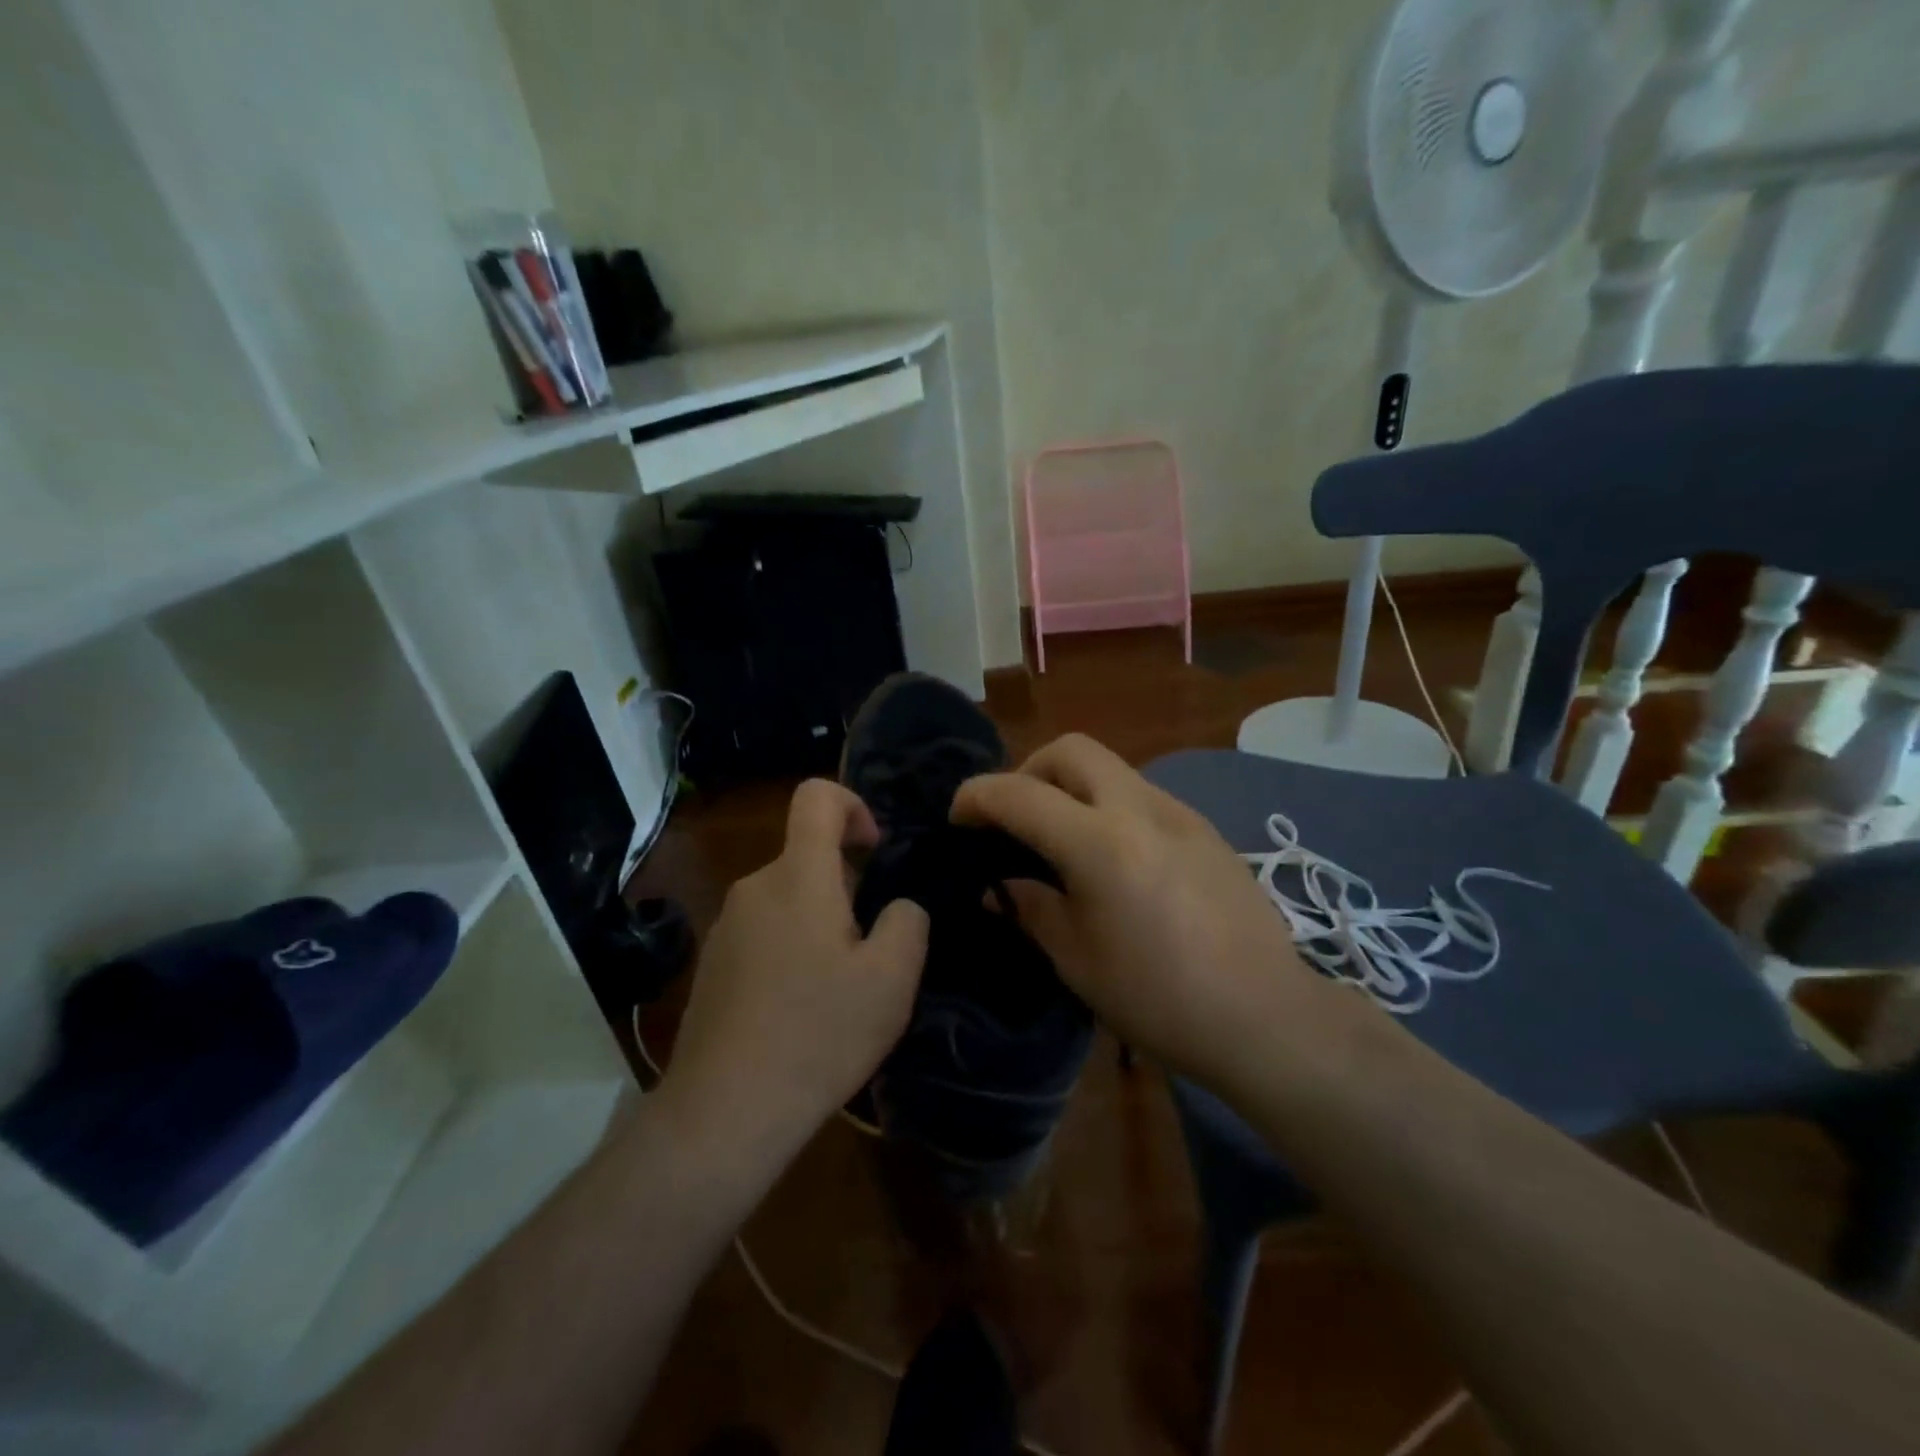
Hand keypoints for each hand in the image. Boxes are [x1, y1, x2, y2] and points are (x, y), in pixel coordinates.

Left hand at [655, 780, 928, 1167]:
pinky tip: (800, 1007)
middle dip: (847, 882)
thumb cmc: (818, 1034)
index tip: (875, 851)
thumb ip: (907, 922)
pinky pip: (764, 930)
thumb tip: (897, 908)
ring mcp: (726, 926)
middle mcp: (755, 887)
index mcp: (798, 876)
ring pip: (787, 896)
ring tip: (838, 984)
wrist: (725, 1111)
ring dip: (820, 920)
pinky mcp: (712, 962)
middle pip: (806, 854)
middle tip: (870, 945)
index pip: (816, 796)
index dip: (853, 805)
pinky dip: (791, 947)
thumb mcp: (891, 979)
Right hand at [952, 734, 1323, 1089]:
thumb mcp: (1077, 961)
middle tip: (1015, 818)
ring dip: (1072, 787)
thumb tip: (997, 885)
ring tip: (1062, 840)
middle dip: (1029, 770)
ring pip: (1110, 768)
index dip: (977, 796)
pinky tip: (1115, 860)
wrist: (1266, 1017)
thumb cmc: (1159, 999)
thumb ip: (1031, 908)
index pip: (1019, 794)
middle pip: (1071, 750)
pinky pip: (1142, 796)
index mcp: (1100, 844)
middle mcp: (1140, 809)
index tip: (958, 817)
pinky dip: (1109, 807)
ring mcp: (1179, 813)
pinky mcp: (1205, 829)